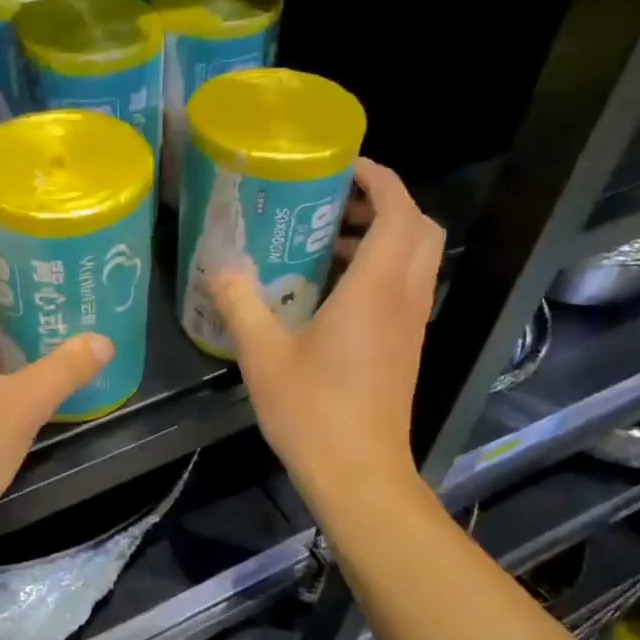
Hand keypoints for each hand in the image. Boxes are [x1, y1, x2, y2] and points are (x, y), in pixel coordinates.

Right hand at [211, 159, 441, 506]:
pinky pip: (405, 288)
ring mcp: (411, 325)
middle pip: (419, 228)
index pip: (397, 210)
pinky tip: (331, 292)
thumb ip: (240, 302)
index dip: (379, 178)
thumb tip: (220, 265)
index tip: (345, 166)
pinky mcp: (406, 348)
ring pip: (415, 259)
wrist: (359, 473)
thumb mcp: (263, 354)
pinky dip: (380, 270)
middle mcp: (404, 298)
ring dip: (382, 237)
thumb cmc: (312, 411)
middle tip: (336, 202)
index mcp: (375, 288)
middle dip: (385, 203)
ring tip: (326, 241)